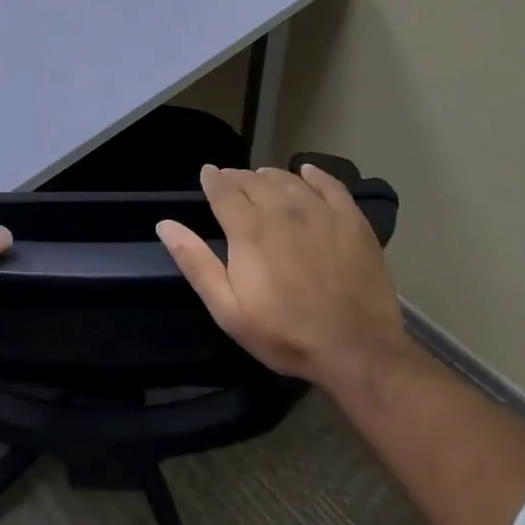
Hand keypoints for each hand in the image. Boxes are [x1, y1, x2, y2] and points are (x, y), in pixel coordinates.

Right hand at [157, 164, 408, 390]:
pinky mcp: (351, 220)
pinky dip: (314, 175)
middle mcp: (282, 210)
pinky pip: (329, 184)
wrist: (358, 351)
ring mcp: (320, 212)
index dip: (212, 179)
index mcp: (249, 229)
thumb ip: (196, 263)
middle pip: (254, 180)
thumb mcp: (228, 309)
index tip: (207, 174)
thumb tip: (165, 224)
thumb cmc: (286, 334)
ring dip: (269, 175)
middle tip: (231, 182)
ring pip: (287, 179)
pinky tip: (306, 173)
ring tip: (261, 179)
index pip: (223, 189)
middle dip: (237, 177)